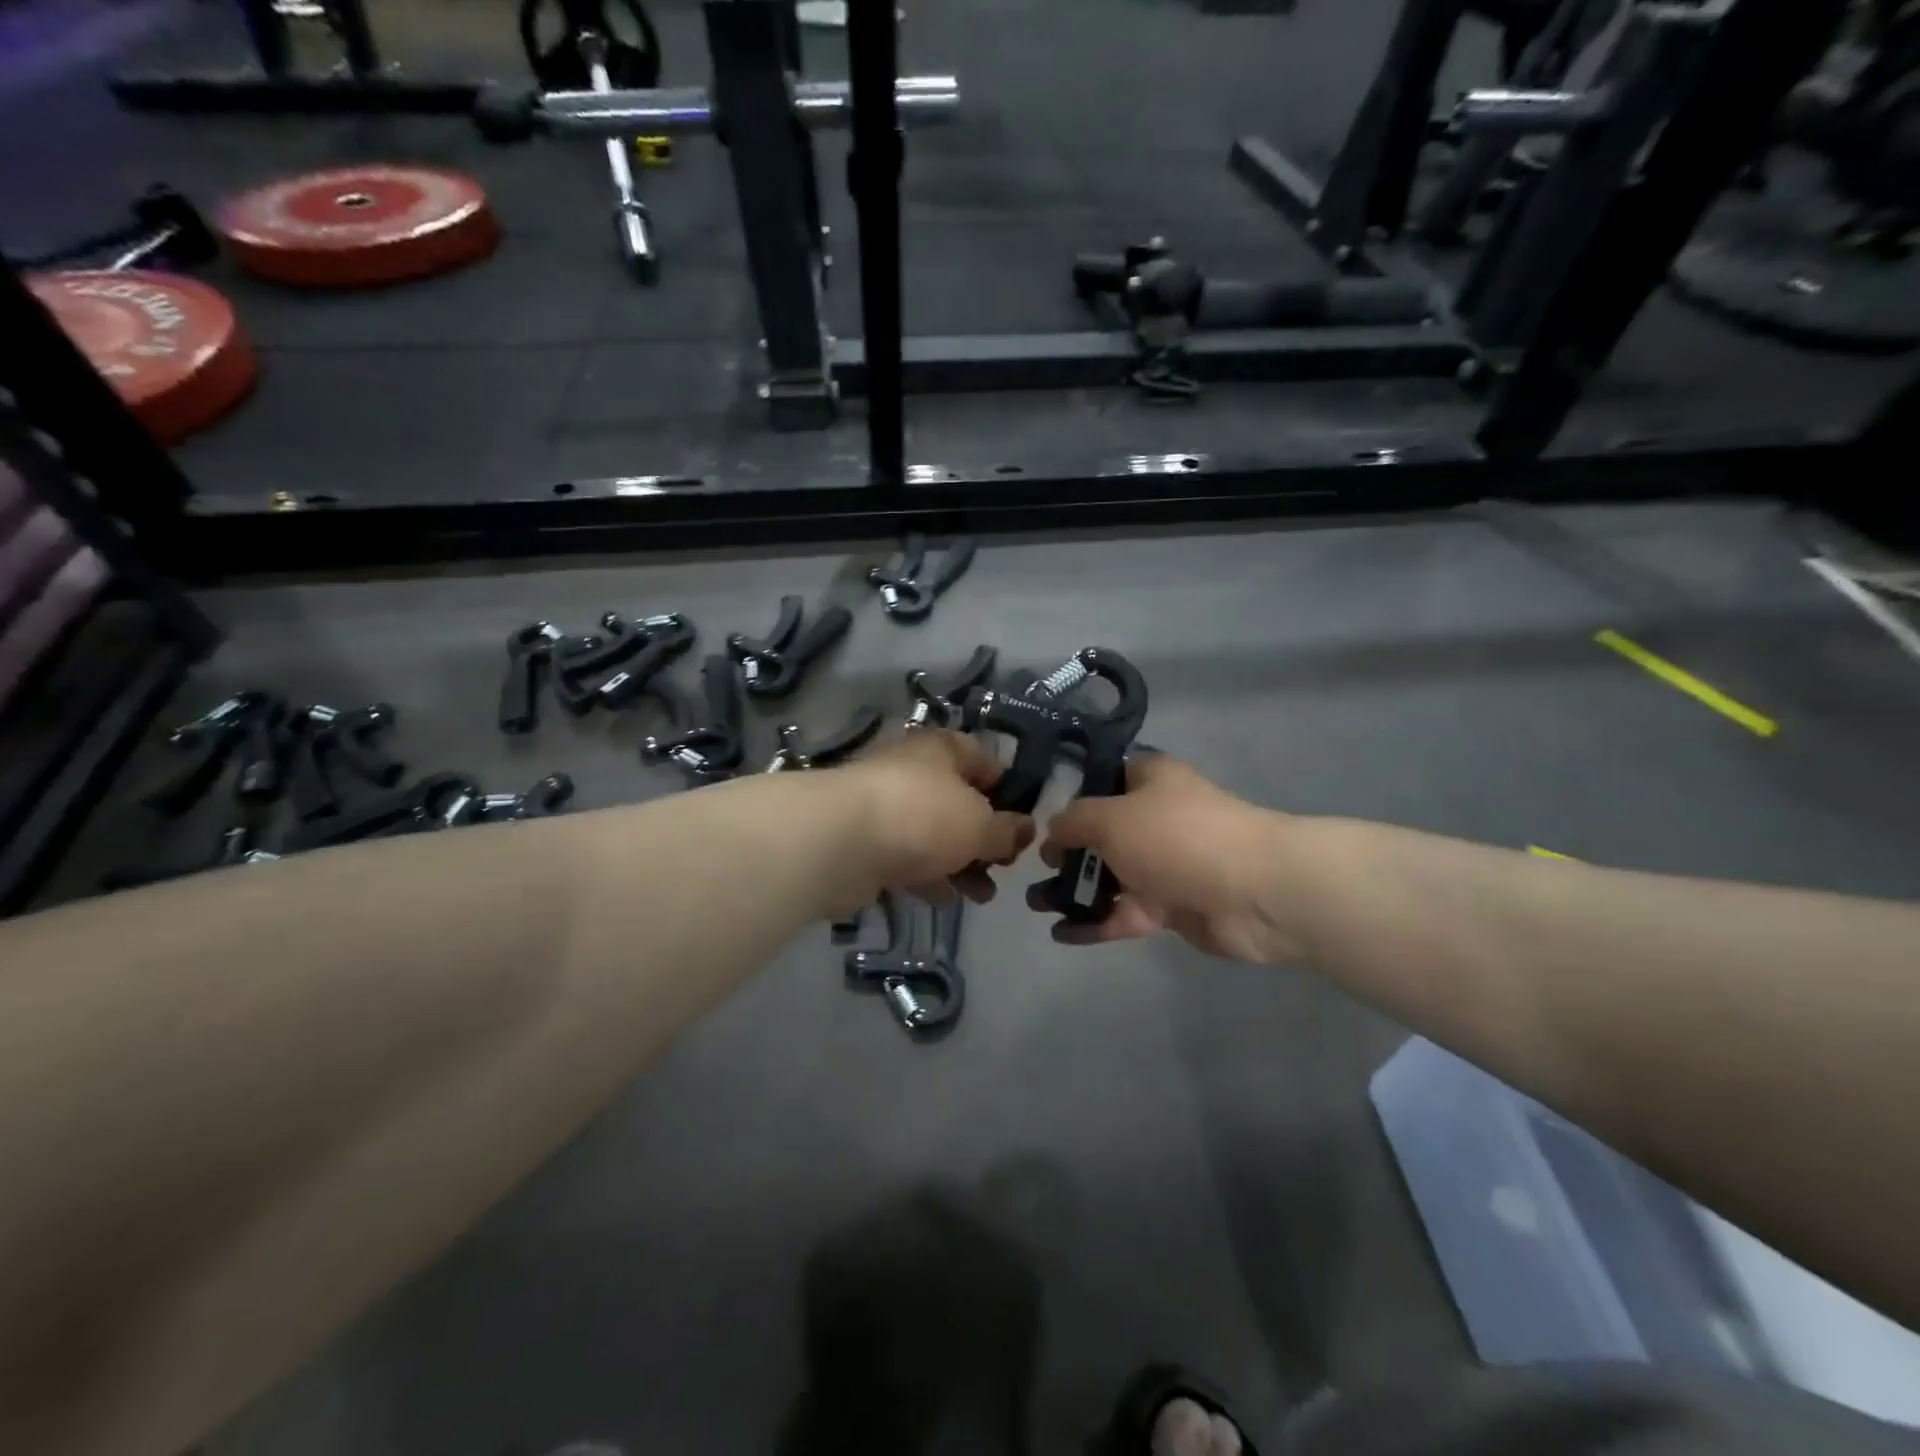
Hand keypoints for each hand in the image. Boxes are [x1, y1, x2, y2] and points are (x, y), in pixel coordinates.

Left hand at [833, 728, 1033, 905]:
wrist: (840, 843)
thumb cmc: (922, 816)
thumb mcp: (980, 823)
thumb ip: (1007, 830)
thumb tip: (1026, 829)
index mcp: (941, 750)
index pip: (981, 756)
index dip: (1005, 785)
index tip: (1022, 819)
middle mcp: (912, 771)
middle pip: (957, 800)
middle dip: (984, 835)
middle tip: (1003, 866)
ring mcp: (885, 807)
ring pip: (933, 833)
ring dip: (960, 863)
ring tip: (983, 894)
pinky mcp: (866, 843)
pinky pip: (907, 858)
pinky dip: (928, 876)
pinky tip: (946, 899)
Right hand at [1028, 754, 1300, 962]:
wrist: (1253, 893)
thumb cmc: (1176, 837)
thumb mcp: (1111, 817)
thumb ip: (1073, 821)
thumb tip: (1052, 832)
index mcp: (1148, 780)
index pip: (1102, 778)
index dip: (1070, 795)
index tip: (1036, 815)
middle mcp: (1155, 817)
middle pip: (1101, 832)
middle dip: (1066, 851)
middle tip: (1034, 868)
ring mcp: (1164, 864)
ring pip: (1110, 876)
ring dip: (1073, 890)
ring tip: (1035, 904)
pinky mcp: (1171, 906)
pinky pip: (1124, 913)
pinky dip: (1095, 922)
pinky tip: (1061, 933)